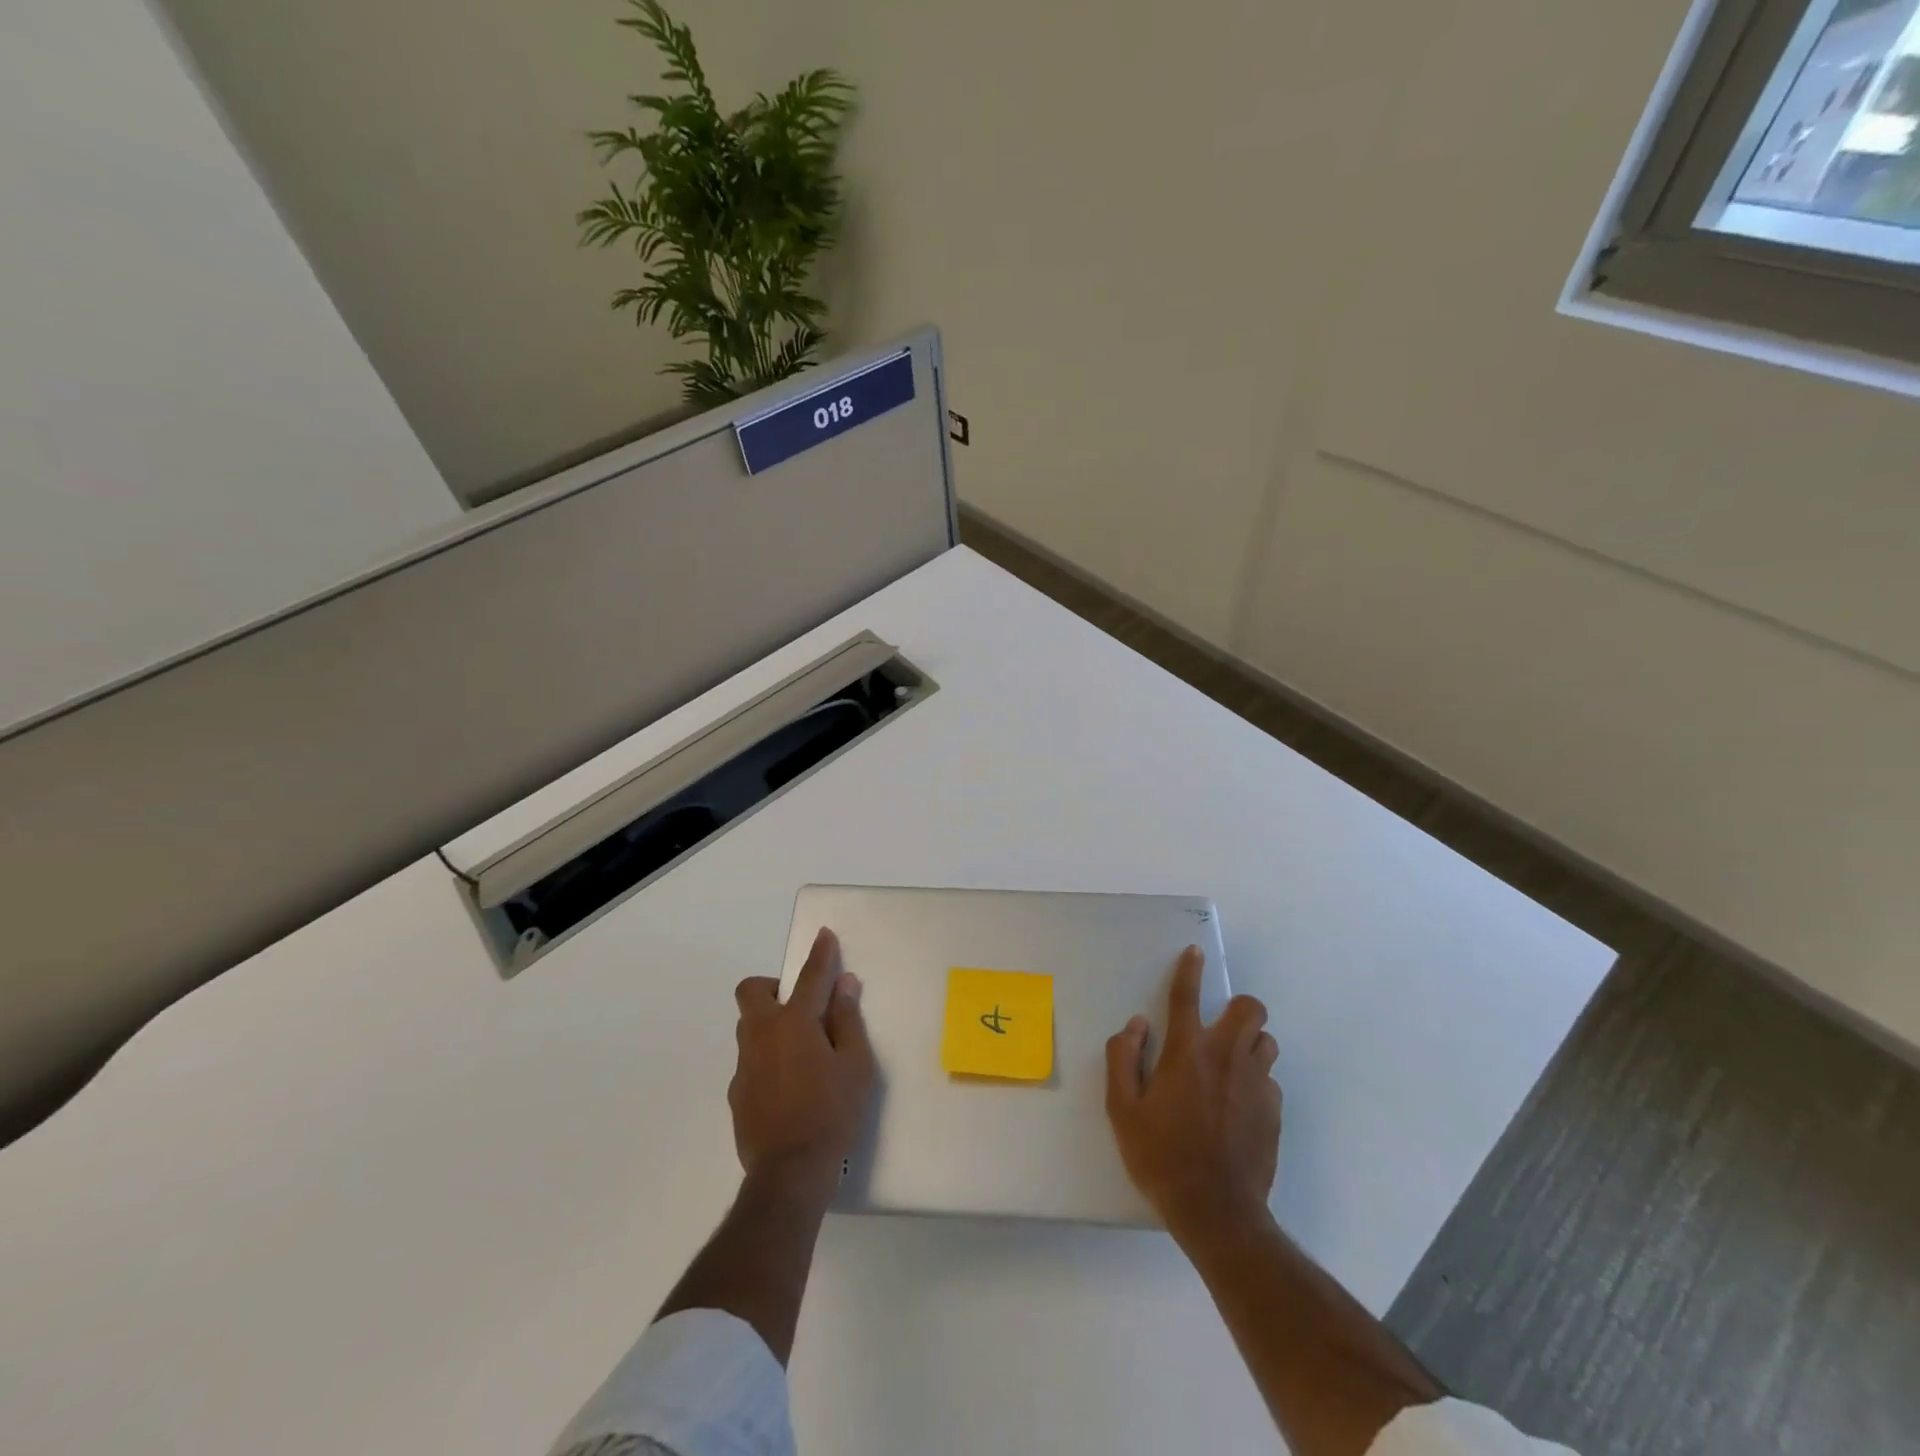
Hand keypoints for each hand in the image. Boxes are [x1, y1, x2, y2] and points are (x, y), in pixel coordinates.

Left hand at [730, 927, 877, 1209]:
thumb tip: (844, 985)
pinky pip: (750, 1061)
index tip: (824, 935)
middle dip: (773, 987)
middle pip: (753, 991)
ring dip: (770, 1024)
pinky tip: (789, 1087)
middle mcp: (762, 1035)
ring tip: (800, 1052)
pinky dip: (767, 1059)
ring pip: (749, 1027)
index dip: (820, 954)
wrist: (789, 1174)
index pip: (810, 977)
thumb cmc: (832, 1112)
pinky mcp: (737, 1094)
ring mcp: (744, 1066)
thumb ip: (848, 1020)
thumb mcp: (856, 1065)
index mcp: (794, 1023)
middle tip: (802, 1007)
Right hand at [1106, 945, 1281, 1243]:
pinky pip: (1270, 1079)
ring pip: (1266, 1041)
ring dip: (1249, 1043)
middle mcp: (1227, 1057)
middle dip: (1238, 1008)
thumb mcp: (1122, 1109)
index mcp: (1187, 1051)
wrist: (1216, 1211)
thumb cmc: (1160, 1156)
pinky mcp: (1274, 1111)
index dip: (1190, 969)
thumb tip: (1137, 1025)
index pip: (1187, 996)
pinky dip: (1256, 1080)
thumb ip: (1123, 1058)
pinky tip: (1239, 1105)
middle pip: (1251, 1008)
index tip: (1196, 952)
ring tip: (1230, 1066)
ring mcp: (1257, 1083)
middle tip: (1219, 1028)